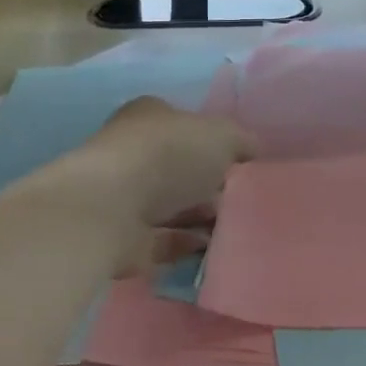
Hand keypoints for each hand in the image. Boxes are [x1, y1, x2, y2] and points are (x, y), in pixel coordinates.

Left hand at [74, 98, 255, 270]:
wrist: (113, 208)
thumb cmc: (168, 155)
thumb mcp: (222, 135)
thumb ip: (242, 142)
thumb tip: (252, 151)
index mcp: (149, 116)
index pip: (185, 125)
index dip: (214, 143)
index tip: (241, 164)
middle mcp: (131, 152)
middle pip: (178, 168)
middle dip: (208, 184)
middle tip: (241, 198)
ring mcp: (123, 196)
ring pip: (170, 206)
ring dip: (199, 216)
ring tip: (235, 227)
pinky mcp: (122, 236)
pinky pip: (163, 240)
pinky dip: (186, 244)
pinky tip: (213, 248)